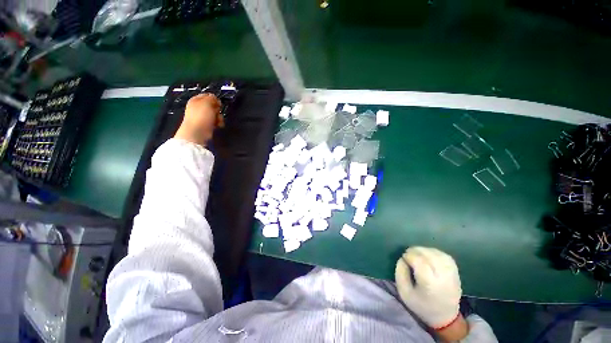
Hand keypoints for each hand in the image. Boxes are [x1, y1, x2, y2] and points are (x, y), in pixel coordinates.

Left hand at [174, 94, 222, 145]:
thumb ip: (212, 98)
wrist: (197, 132)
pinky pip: (215, 121)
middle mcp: (198, 108)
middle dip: (217, 109)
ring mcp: (202, 117)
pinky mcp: (207, 125)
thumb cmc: (201, 116)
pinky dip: (218, 123)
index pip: (207, 96)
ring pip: (215, 114)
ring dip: (219, 117)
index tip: (218, 103)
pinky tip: (218, 125)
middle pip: (212, 106)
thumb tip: (215, 98)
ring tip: (218, 121)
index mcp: (196, 100)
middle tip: (217, 112)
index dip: (214, 99)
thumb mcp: (207, 103)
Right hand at [395, 247, 462, 330]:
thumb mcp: (404, 293)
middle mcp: (443, 278)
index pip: (420, 262)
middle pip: (429, 256)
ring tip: (417, 254)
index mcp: (430, 285)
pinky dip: (434, 252)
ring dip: (424, 250)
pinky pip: (445, 256)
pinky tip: (428, 255)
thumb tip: (402, 259)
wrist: (445, 317)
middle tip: (408, 253)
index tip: (403, 257)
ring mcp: (452, 275)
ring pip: (437, 254)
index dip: (409, 256)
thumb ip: (400, 273)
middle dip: (415, 251)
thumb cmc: (421, 305)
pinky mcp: (456, 272)